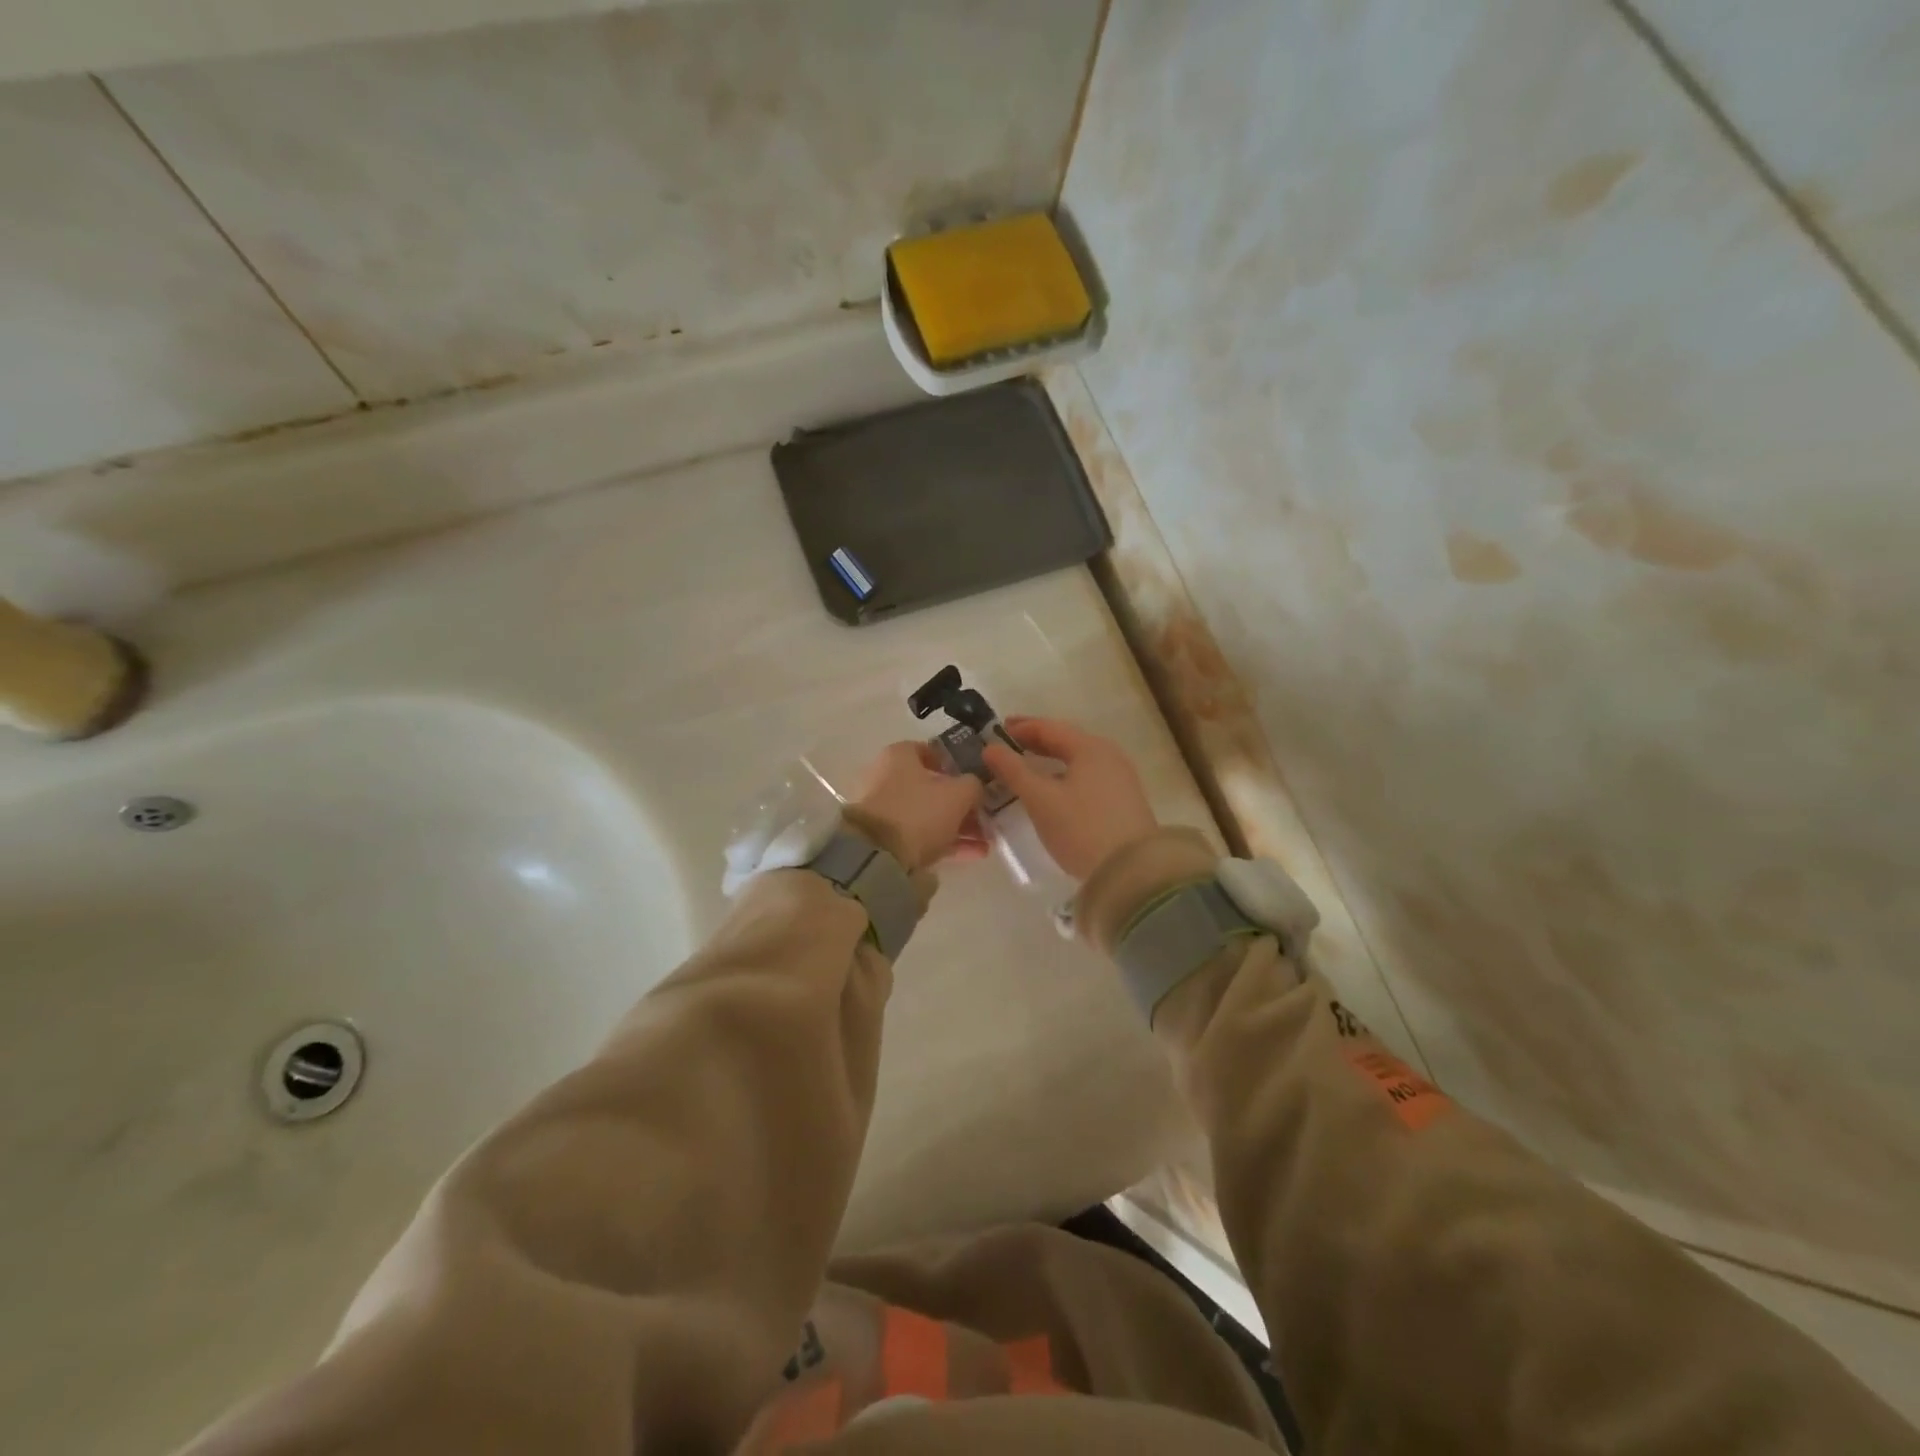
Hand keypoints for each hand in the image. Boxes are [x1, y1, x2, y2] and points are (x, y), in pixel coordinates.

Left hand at [851, 742, 986, 870]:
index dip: (956, 764)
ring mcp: (885, 810)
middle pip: (932, 787)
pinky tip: (975, 853)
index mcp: (899, 756)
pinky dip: (947, 842)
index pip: (930, 751)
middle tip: (986, 815)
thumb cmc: (919, 812)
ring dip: (959, 826)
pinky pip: (922, 836)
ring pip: (929, 814)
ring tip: (987, 840)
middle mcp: (887, 778)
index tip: (976, 778)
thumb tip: (974, 787)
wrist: (877, 857)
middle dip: (962, 803)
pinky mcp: (885, 839)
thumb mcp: (958, 794)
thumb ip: (973, 785)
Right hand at [981, 717, 1159, 879]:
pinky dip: (1065, 777)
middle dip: (1035, 743)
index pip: (1049, 727)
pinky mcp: (1124, 802)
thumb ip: (1014, 770)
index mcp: (1090, 747)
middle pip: (1066, 742)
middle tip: (1007, 748)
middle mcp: (1109, 756)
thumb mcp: (1041, 799)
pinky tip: (1053, 790)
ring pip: (1078, 761)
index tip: (995, 731)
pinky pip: (1088, 778)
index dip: (1021, 727)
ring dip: (1050, 762)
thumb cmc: (1081, 828)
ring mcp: (1121, 779)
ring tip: (1026, 769)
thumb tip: (990, 748)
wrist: (1132, 873)